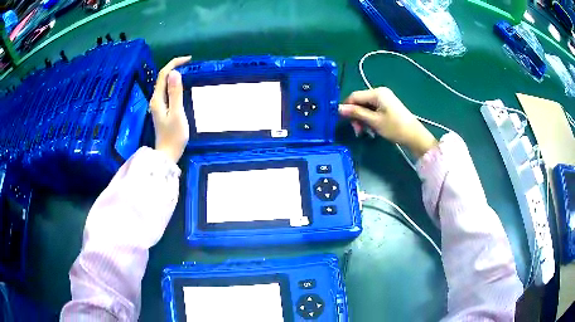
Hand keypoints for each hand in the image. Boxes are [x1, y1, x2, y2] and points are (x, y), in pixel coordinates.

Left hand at [149, 56, 191, 162]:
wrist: (167, 154)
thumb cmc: (174, 136)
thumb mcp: (177, 113)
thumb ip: (175, 93)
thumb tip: (175, 73)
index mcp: (157, 99)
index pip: (163, 74)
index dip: (174, 64)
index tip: (189, 60)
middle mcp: (155, 99)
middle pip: (162, 77)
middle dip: (174, 67)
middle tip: (190, 63)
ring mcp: (158, 105)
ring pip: (164, 84)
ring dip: (174, 74)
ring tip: (188, 70)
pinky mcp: (162, 109)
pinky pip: (167, 91)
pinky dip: (174, 84)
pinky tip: (181, 85)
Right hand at [339, 87, 437, 157]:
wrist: (415, 136)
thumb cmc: (394, 128)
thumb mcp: (374, 121)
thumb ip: (356, 113)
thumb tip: (338, 109)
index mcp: (376, 93)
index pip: (354, 96)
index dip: (346, 108)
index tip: (344, 122)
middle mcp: (379, 92)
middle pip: (359, 101)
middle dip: (356, 116)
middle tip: (357, 131)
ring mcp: (384, 99)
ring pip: (365, 107)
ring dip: (362, 119)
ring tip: (365, 133)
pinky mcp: (387, 106)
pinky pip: (373, 110)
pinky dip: (369, 119)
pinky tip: (371, 130)